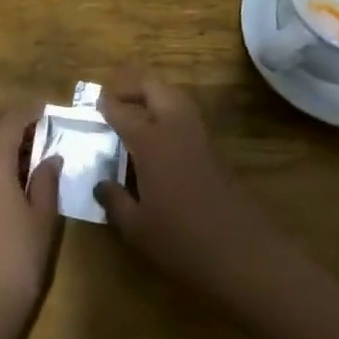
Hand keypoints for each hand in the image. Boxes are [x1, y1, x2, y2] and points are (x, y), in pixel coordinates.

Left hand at [0, 109, 62, 338]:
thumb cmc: (15, 262)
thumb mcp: (42, 220)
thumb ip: (46, 182)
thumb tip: (51, 157)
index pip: (11, 119)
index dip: (32, 110)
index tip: (51, 108)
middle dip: (10, 118)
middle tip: (39, 130)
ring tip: (29, 154)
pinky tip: (11, 178)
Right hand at [93, 66, 290, 308]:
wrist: (243, 252)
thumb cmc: (182, 240)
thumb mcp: (137, 228)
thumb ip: (115, 202)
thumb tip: (100, 184)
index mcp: (151, 141)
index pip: (123, 112)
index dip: (107, 105)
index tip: (95, 103)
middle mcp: (175, 128)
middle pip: (155, 88)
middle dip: (133, 87)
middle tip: (116, 99)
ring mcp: (199, 136)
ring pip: (176, 97)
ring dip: (155, 96)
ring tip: (137, 112)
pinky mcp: (216, 150)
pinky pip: (188, 117)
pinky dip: (171, 114)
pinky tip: (162, 137)